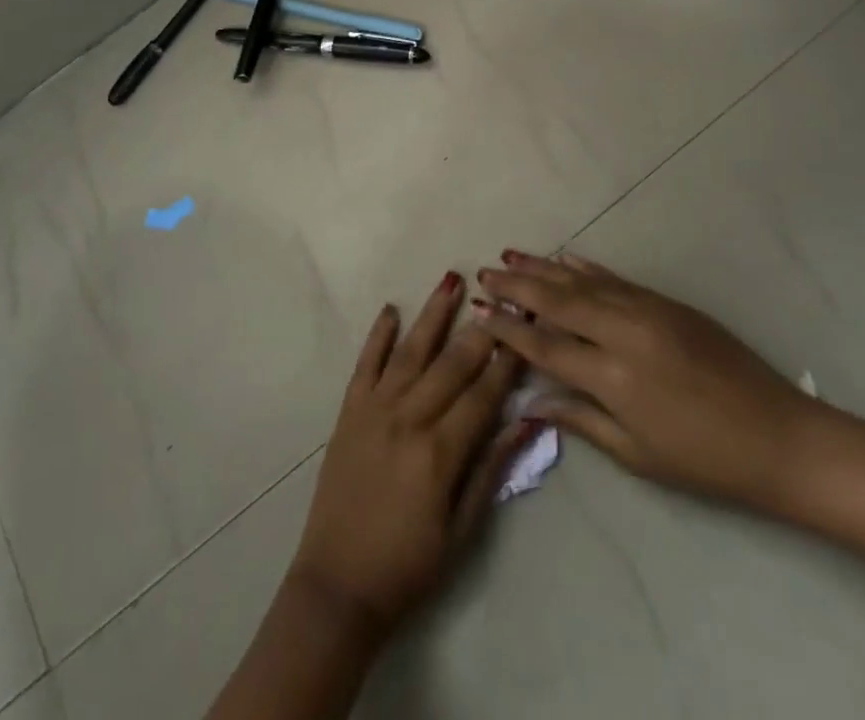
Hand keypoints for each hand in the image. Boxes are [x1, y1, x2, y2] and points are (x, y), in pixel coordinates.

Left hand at [288, 273, 533, 638]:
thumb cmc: (409, 566)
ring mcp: (374, 410)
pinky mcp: (349, 412)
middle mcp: (408, 419)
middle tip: (501, 297)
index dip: (507, 361)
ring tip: (451, 280)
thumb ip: (492, 471)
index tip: (526, 330)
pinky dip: (379, 335)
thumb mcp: (462, 530)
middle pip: (451, 364)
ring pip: (410, 351)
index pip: (483, 395)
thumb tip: (527, 423)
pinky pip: (366, 364)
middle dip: (479, 329)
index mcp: (440, 452)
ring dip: (432, 315)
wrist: (337, 585)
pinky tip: (391, 310)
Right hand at [475, 251, 819, 512]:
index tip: (479, 311)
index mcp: (613, 377)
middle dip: (517, 287)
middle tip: (484, 272)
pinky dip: (586, 268)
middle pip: (557, 302)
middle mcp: (624, 333)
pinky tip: (565, 258)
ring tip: (511, 256)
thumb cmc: (705, 461)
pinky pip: (616, 279)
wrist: (779, 437)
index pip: (546, 346)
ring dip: (544, 268)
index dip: (508, 329)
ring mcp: (648, 310)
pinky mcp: (667, 303)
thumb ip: (581, 419)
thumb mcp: (637, 455)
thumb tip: (533, 401)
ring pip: (583, 281)